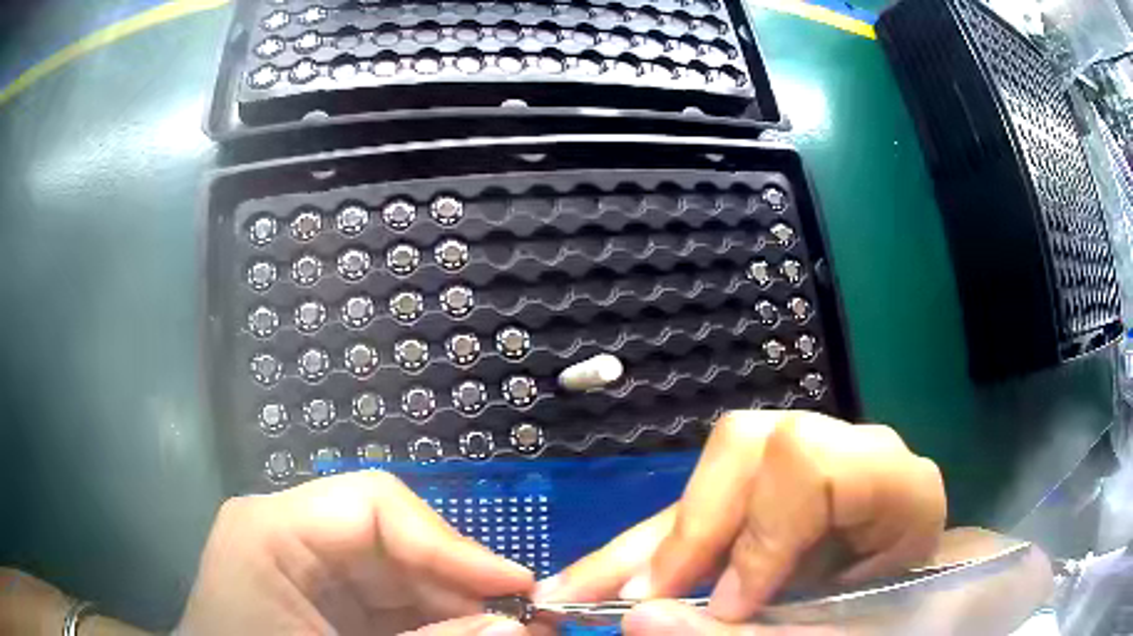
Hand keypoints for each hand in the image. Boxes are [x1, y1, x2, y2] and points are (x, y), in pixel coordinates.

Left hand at [175, 471, 533, 635]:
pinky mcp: (324, 604)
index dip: (451, 543)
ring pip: (402, 578)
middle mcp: (291, 537)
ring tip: (509, 632)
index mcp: (271, 529)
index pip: (373, 505)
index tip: (516, 587)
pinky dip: (434, 626)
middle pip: (396, 543)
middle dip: (464, 586)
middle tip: (529, 622)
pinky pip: (391, 607)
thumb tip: (518, 627)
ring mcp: (307, 571)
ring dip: (457, 610)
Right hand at [536, 412, 946, 616]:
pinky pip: (710, 505)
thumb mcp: (844, 632)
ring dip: (646, 542)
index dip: (759, 535)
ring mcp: (812, 468)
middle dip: (687, 529)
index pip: (813, 465)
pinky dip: (657, 550)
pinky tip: (610, 578)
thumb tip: (640, 618)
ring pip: (717, 473)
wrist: (917, 604)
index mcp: (898, 485)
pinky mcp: (780, 494)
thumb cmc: (900, 620)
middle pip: (752, 447)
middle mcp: (852, 457)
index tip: (727, 606)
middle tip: (632, 599)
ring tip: (578, 590)